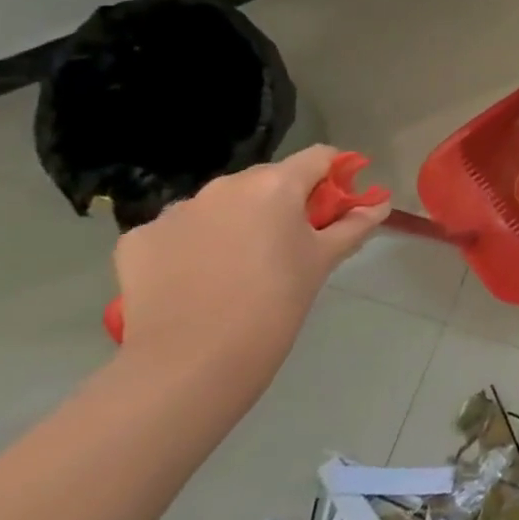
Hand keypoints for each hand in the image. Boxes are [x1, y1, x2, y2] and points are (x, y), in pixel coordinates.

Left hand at [111, 146, 390, 396]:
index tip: (337, 206)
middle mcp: (224, 186)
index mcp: (276, 184)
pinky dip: (192, 246)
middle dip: (282, 203)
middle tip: (290, 245)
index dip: (334, 176)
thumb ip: (355, 225)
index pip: (318, 157)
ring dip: (235, 222)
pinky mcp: (138, 239)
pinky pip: (178, 231)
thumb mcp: (324, 261)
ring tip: (239, 268)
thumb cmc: (276, 303)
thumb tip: (380, 204)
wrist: (193, 363)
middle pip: (267, 180)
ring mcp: (176, 210)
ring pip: (220, 205)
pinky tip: (196, 281)